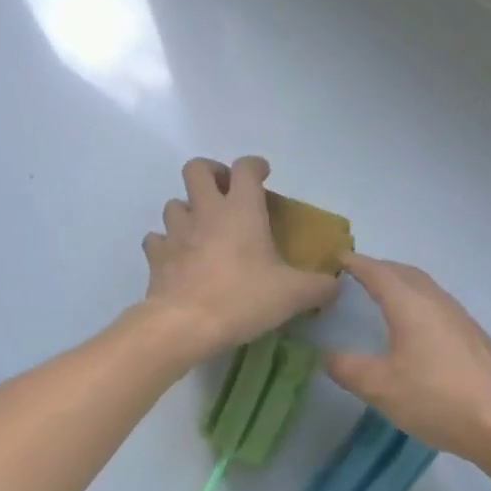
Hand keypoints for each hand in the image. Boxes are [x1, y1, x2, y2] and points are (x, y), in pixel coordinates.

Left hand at [142, 157, 338, 356]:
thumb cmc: (243, 298)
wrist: (184, 325)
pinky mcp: (156, 256)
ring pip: (175, 203)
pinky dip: (167, 243)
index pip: (245, 168)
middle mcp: (206, 211)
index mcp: (241, 209)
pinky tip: (179, 257)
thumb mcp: (293, 295)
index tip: (264, 176)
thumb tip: (334, 286)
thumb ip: (319, 287)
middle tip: (226, 192)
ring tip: (203, 228)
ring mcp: (176, 232)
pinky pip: (158, 239)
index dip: (255, 165)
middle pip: (197, 168)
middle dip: (211, 172)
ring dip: (189, 209)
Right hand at [324, 254, 490, 466]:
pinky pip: (438, 304)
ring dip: (402, 283)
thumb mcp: (381, 388)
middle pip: (404, 272)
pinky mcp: (474, 335)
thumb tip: (327, 355)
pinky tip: (417, 328)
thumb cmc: (437, 398)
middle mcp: (436, 301)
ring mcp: (460, 317)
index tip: (336, 258)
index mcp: (410, 304)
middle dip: (379, 268)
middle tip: (356, 275)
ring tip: (383, 297)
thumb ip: (349, 369)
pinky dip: (418, 302)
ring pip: (425, 287)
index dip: (355, 263)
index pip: (377, 272)